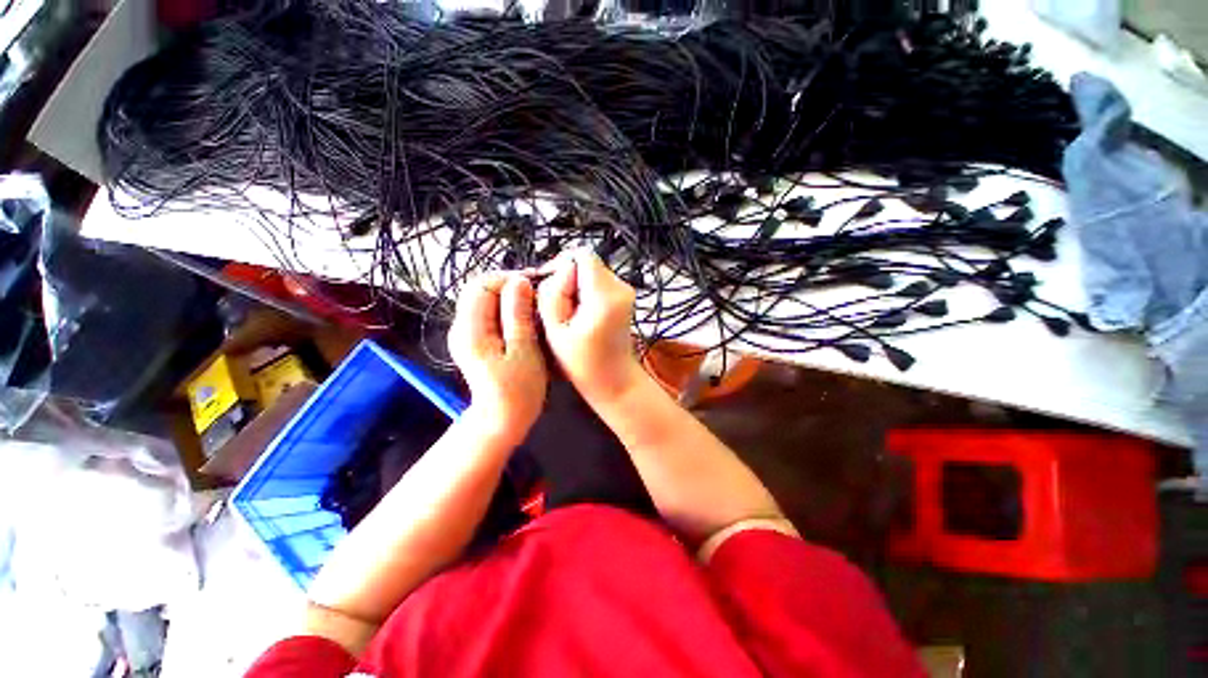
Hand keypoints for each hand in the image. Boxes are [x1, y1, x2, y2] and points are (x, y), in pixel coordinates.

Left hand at [448, 272, 547, 443]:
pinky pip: (491, 314)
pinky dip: (509, 310)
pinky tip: (526, 320)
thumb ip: (518, 314)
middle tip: (538, 296)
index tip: (535, 285)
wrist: (502, 419)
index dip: (508, 278)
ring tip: (535, 307)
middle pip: (481, 290)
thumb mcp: (523, 350)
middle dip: (510, 287)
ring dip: (511, 298)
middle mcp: (462, 327)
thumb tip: (519, 281)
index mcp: (470, 329)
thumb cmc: (518, 389)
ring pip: (487, 300)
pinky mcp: (477, 340)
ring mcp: (468, 334)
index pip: (481, 284)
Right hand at [536, 250, 646, 408]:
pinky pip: (597, 285)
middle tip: (556, 309)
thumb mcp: (556, 330)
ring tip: (567, 316)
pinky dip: (584, 295)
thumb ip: (552, 294)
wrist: (615, 382)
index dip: (559, 265)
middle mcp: (621, 287)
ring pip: (590, 274)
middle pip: (586, 264)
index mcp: (606, 294)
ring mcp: (625, 293)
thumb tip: (557, 271)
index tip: (547, 287)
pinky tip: (578, 318)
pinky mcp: (624, 299)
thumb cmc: (584, 363)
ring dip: (574, 289)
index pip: (582, 255)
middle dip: (566, 280)